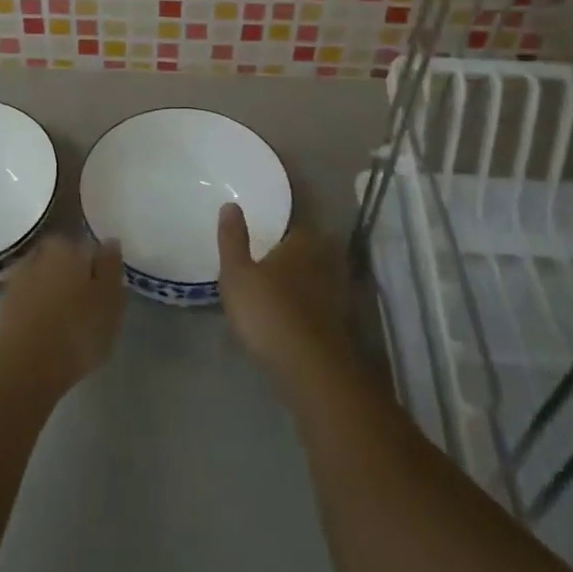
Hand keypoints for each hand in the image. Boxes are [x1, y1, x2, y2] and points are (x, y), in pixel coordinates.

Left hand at [0, 233, 124, 398]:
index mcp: (66, 246)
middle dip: (75, 276)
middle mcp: (39, 254)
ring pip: (46, 279)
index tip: (106, 289)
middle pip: (64, 260)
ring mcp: (18, 279)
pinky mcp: (5, 306)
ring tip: (70, 321)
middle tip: (89, 305)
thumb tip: (109, 241)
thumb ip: (111, 266)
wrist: (26, 369)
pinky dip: (41, 309)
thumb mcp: (110, 299)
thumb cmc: (77, 331)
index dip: (99, 268)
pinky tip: (50, 330)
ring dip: (56, 292)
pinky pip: (31, 300)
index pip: (88, 247)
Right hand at [217, 203, 351, 384]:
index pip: (293, 225)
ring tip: (279, 290)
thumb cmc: (268, 310)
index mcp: (303, 241)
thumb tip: (231, 204)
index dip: (279, 231)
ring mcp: (338, 292)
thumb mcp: (236, 273)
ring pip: (318, 277)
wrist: (310, 366)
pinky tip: (294, 315)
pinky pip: (322, 303)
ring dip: (303, 282)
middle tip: (269, 263)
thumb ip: (233, 238)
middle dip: (293, 255)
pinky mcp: (342, 321)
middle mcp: (326, 259)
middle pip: (309, 250)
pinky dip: (310, 306)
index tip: (265, 237)